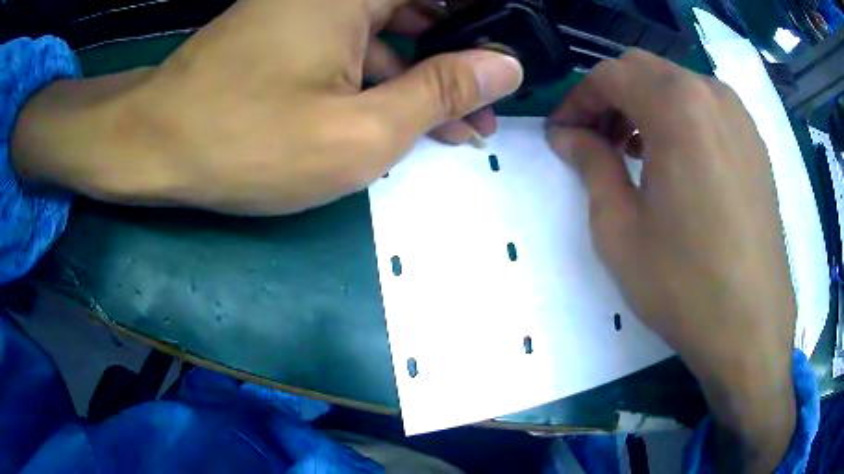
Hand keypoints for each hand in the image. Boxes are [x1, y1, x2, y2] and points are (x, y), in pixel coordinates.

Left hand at [12, 0, 522, 214]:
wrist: (155, 147)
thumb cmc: (247, 142)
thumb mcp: (360, 131)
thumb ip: (441, 92)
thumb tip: (505, 67)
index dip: (488, 26)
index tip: (509, 66)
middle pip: (422, 12)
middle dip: (459, 61)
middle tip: (484, 111)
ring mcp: (308, 8)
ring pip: (389, 33)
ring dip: (423, 76)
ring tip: (455, 127)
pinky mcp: (288, 32)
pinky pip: (353, 45)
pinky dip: (381, 77)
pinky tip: (397, 116)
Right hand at [546, 50, 795, 471]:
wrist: (751, 327)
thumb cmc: (684, 284)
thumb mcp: (620, 228)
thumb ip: (590, 165)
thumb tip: (566, 135)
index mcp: (676, 106)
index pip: (609, 75)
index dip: (577, 100)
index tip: (563, 133)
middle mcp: (711, 94)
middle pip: (644, 70)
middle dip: (610, 96)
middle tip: (595, 139)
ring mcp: (739, 117)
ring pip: (677, 85)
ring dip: (646, 105)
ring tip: (634, 151)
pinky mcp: (755, 143)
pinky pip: (707, 108)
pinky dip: (680, 118)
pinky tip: (676, 162)